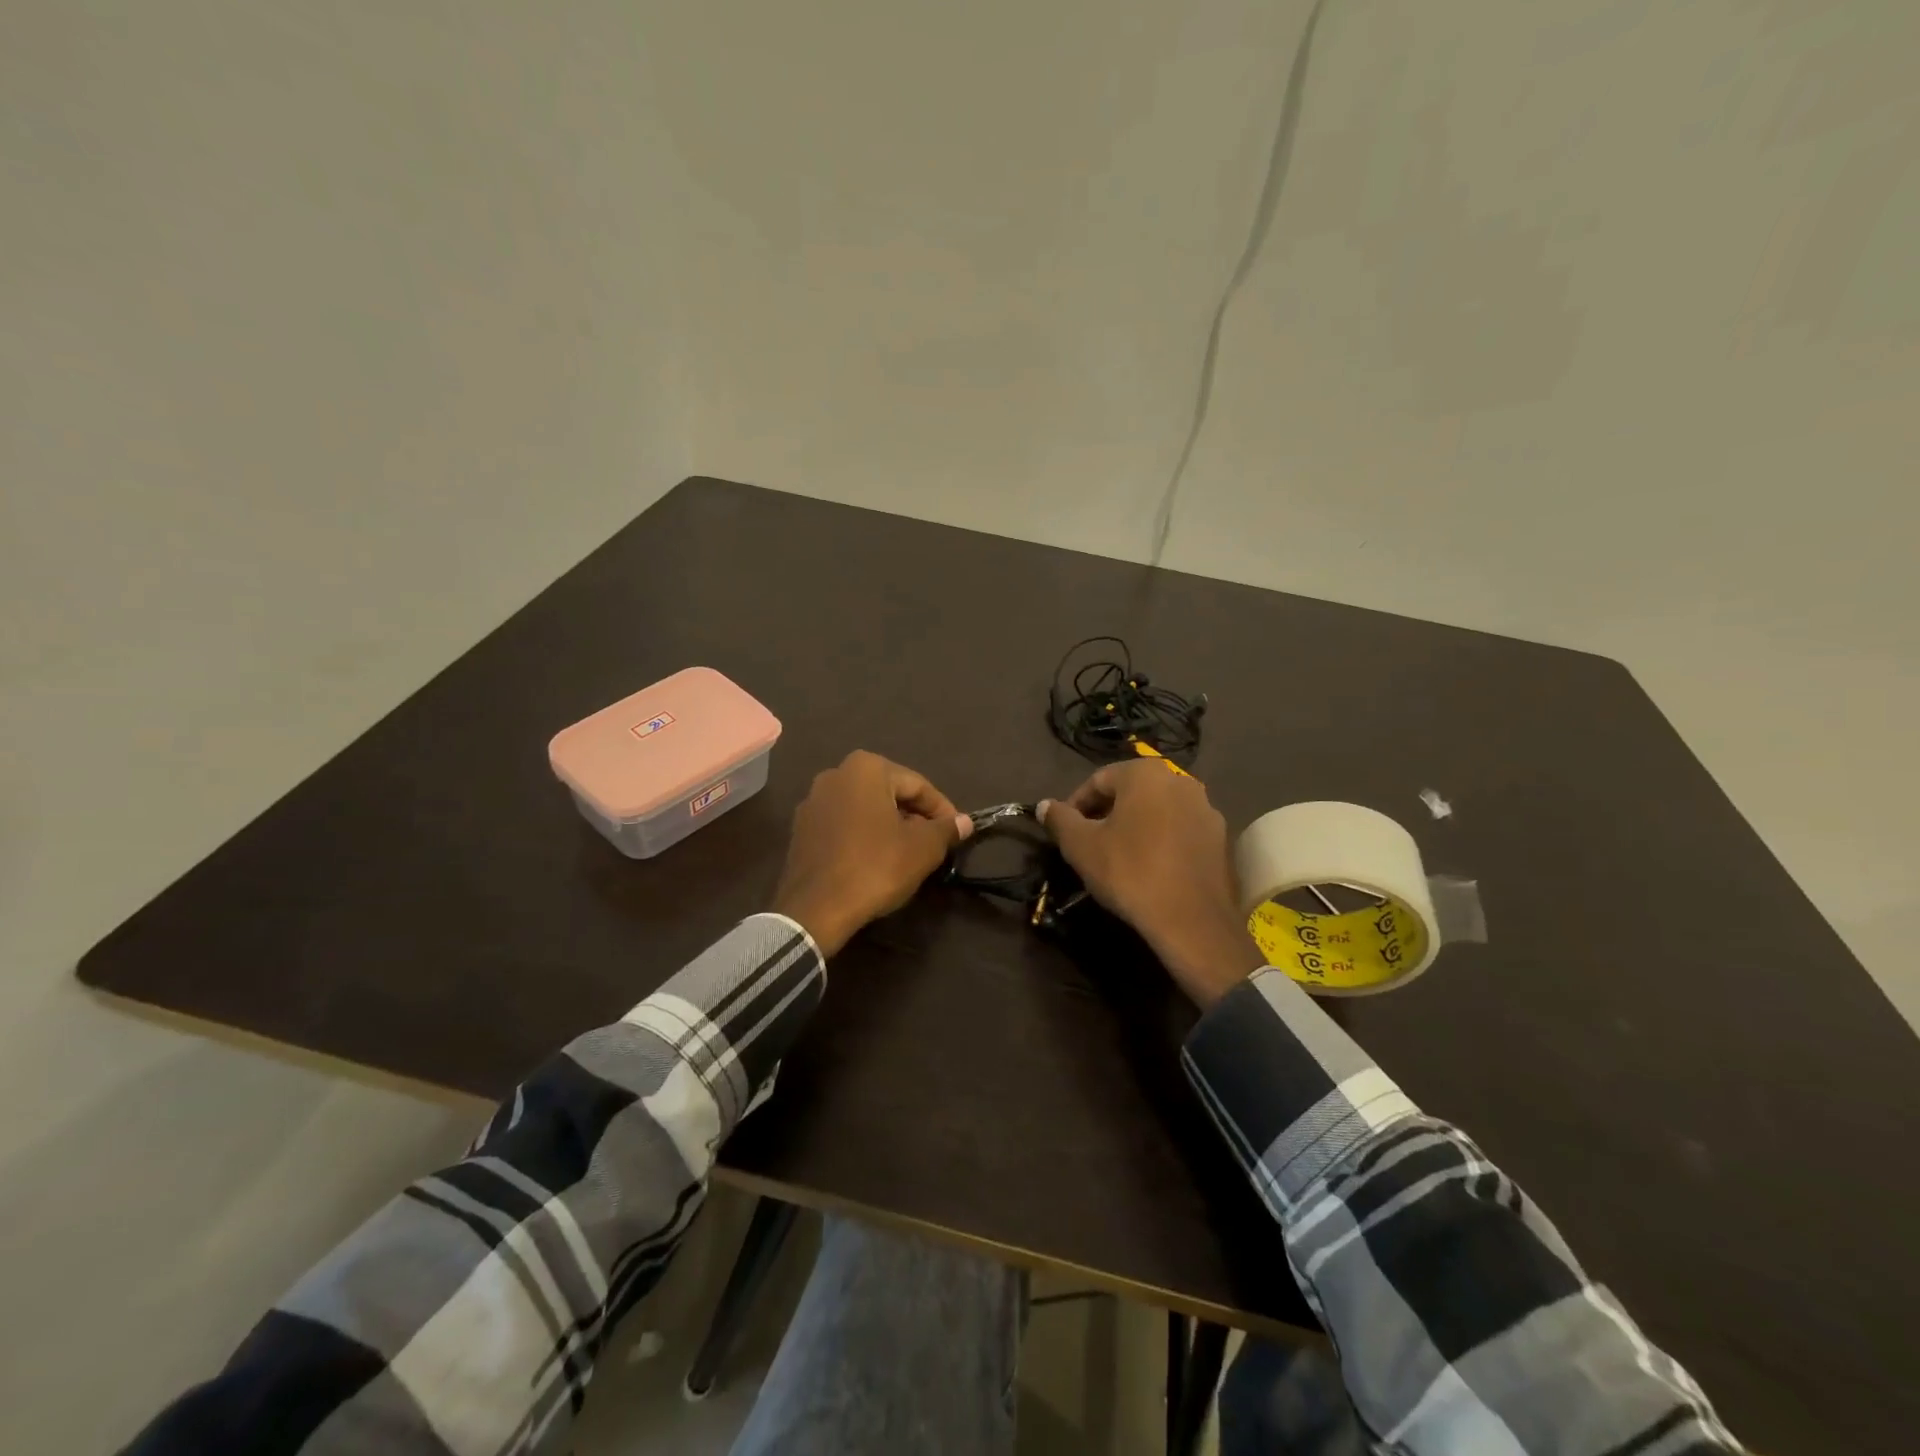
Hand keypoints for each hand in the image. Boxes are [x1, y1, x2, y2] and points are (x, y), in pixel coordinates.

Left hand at [772, 751, 972, 956]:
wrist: (816, 908)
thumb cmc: (875, 867)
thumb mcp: (923, 848)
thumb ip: (946, 829)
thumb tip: (964, 822)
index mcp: (866, 768)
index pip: (918, 785)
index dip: (942, 809)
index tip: (956, 832)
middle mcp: (835, 774)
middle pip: (889, 793)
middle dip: (914, 816)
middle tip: (934, 843)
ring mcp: (813, 802)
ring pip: (865, 809)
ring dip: (889, 826)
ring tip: (907, 853)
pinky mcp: (801, 829)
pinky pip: (843, 825)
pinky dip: (863, 836)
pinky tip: (876, 860)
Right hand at [1039, 761, 1261, 1006]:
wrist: (1191, 921)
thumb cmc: (1129, 872)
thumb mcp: (1081, 846)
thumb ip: (1060, 819)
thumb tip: (1045, 805)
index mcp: (1146, 773)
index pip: (1098, 780)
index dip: (1076, 805)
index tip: (1064, 832)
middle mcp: (1181, 780)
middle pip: (1131, 792)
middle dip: (1106, 814)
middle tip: (1088, 844)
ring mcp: (1206, 808)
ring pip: (1157, 811)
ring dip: (1134, 827)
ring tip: (1117, 857)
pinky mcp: (1220, 838)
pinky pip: (1179, 830)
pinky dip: (1160, 841)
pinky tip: (1149, 868)